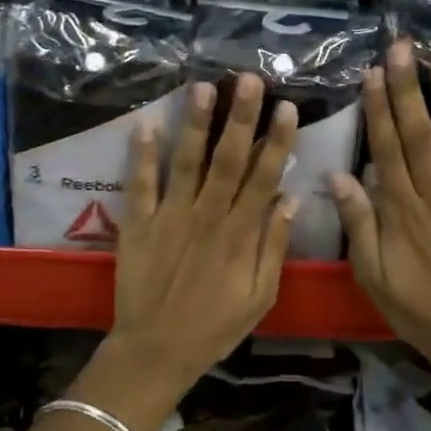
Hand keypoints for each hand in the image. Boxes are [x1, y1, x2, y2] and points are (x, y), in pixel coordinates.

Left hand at [100, 75, 299, 408]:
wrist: (156, 351)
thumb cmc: (215, 326)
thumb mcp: (260, 297)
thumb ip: (275, 248)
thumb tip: (291, 199)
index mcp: (240, 235)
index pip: (264, 178)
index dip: (277, 142)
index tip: (287, 108)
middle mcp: (207, 217)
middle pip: (228, 160)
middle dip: (240, 118)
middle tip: (249, 79)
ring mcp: (170, 218)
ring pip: (187, 163)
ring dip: (196, 125)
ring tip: (203, 88)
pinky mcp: (139, 225)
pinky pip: (140, 185)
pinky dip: (142, 156)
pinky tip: (146, 125)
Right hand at [330, 41, 430, 383]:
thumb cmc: (413, 305)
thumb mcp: (371, 274)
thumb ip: (358, 223)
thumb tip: (338, 174)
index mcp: (401, 210)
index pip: (386, 148)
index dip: (379, 109)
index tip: (373, 73)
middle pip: (420, 135)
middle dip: (409, 89)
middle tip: (403, 48)